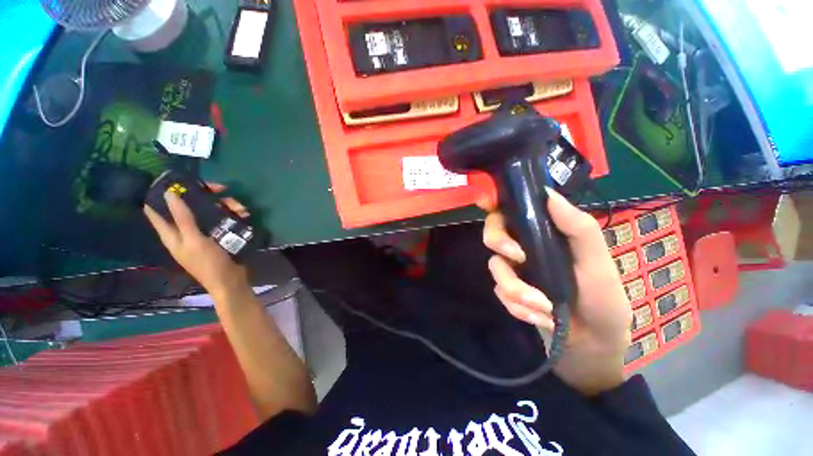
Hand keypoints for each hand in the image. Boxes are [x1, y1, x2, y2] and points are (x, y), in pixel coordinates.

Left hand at [144, 184, 250, 297]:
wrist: (230, 280)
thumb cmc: (208, 263)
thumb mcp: (194, 240)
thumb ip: (182, 218)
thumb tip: (169, 193)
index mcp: (172, 233)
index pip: (156, 209)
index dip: (160, 193)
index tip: (173, 179)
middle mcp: (185, 230)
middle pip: (189, 205)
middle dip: (204, 195)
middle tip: (221, 189)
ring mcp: (203, 232)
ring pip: (210, 210)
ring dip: (225, 205)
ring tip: (241, 208)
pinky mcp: (219, 235)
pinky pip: (224, 219)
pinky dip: (233, 214)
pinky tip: (244, 214)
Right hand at [481, 188, 631, 394]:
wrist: (592, 344)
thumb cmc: (603, 299)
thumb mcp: (597, 262)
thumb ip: (577, 228)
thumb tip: (548, 194)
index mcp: (544, 233)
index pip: (513, 209)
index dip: (495, 201)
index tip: (488, 203)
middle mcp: (525, 247)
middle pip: (493, 232)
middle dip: (500, 243)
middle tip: (518, 257)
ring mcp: (515, 270)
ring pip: (495, 266)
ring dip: (517, 289)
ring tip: (544, 309)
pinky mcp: (509, 291)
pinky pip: (500, 292)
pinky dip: (519, 307)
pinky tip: (541, 318)